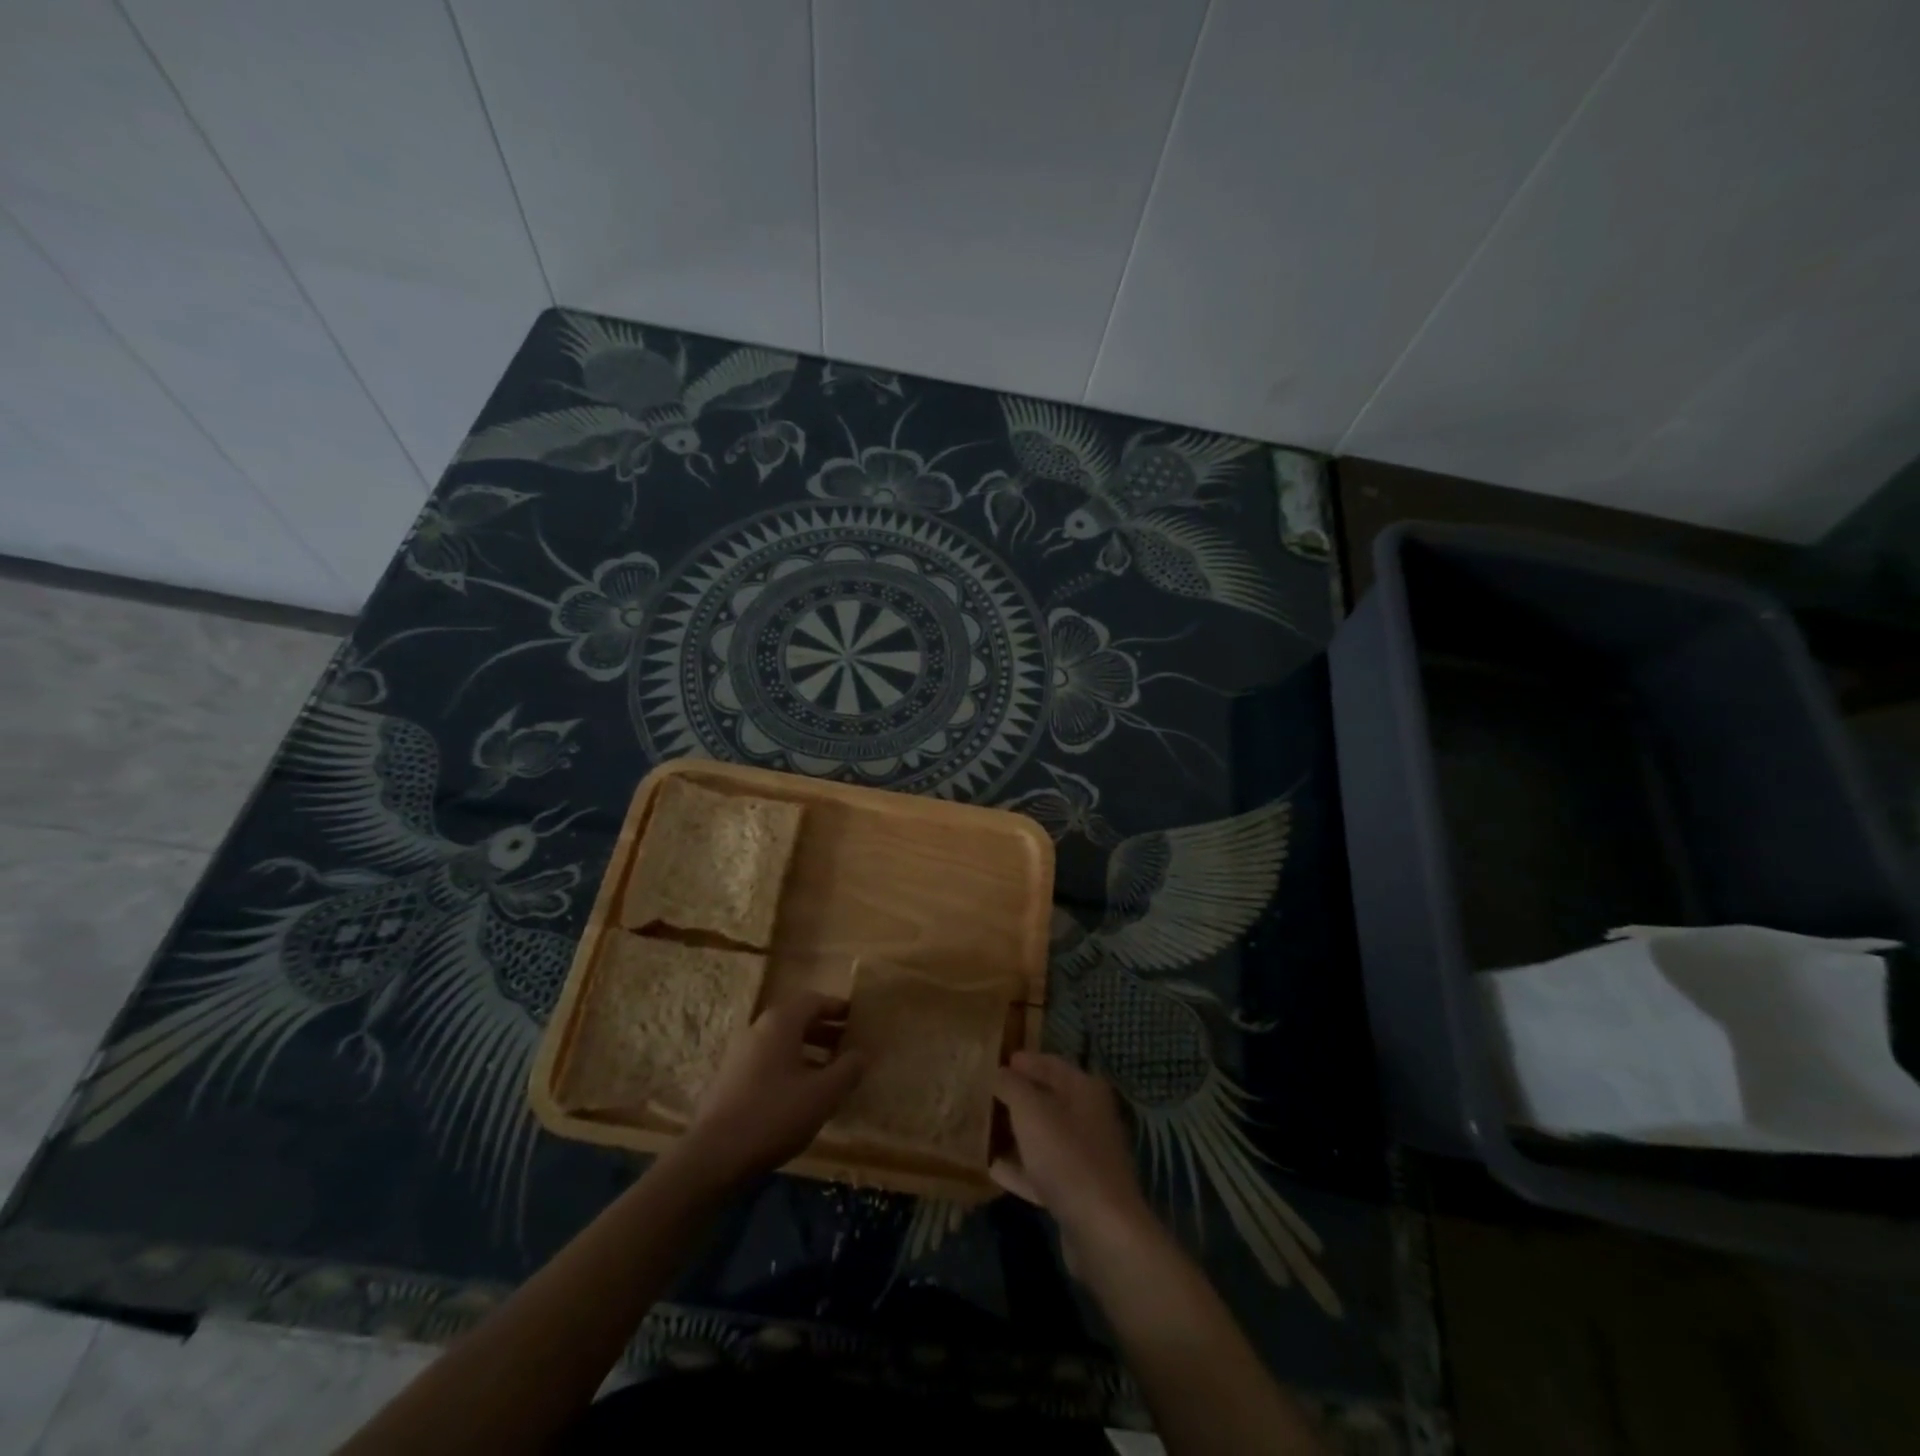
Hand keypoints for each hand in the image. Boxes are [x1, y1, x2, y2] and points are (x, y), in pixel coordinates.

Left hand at [682, 992, 866, 1185]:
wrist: (714, 1155)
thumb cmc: (774, 1115)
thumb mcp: (823, 1094)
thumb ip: (847, 1070)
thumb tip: (862, 1054)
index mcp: (780, 1023)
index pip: (813, 1000)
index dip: (837, 1008)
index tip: (856, 1018)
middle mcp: (758, 1029)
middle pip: (796, 1019)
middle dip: (824, 1030)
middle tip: (848, 1045)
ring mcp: (740, 1054)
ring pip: (781, 1042)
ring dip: (808, 1050)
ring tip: (830, 1072)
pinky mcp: (731, 1079)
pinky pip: (768, 1061)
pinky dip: (790, 1066)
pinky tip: (802, 1094)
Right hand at [991, 1052, 1158, 1265]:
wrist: (1101, 1230)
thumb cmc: (1066, 1156)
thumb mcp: (1030, 1111)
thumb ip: (1011, 1086)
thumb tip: (998, 1072)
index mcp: (1085, 1090)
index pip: (1051, 1064)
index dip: (1024, 1061)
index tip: (994, 1062)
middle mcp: (1089, 1118)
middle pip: (1048, 1100)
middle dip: (1017, 1097)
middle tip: (984, 1093)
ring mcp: (1085, 1157)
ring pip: (1044, 1136)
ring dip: (1016, 1132)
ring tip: (983, 1127)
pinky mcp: (1077, 1191)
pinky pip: (1042, 1170)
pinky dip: (1020, 1168)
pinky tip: (993, 1169)